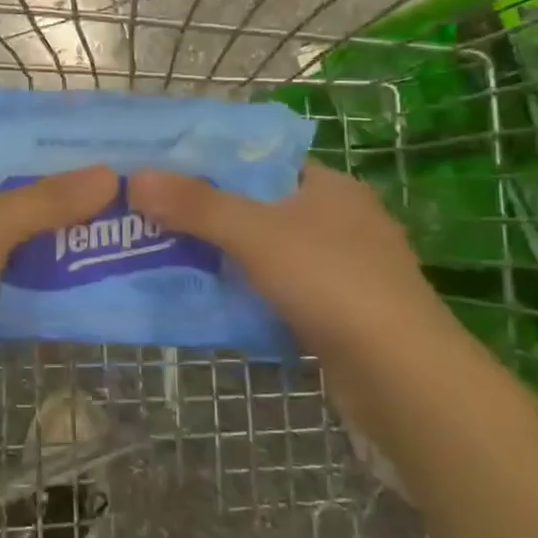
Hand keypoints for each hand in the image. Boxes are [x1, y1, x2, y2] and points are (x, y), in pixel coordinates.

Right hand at [127, 161, 460, 373]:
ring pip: (268, 253)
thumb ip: (196, 205)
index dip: (213, 164)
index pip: (262, 161)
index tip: (165, 174)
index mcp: (329, 186)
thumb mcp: (255, 233)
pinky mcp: (339, 313)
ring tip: (169, 258)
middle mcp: (340, 221)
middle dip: (209, 216)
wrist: (400, 376)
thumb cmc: (331, 282)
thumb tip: (137, 178)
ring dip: (225, 258)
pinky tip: (211, 303)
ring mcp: (343, 270)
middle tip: (155, 220)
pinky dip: (247, 294)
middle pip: (260, 208)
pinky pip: (278, 291)